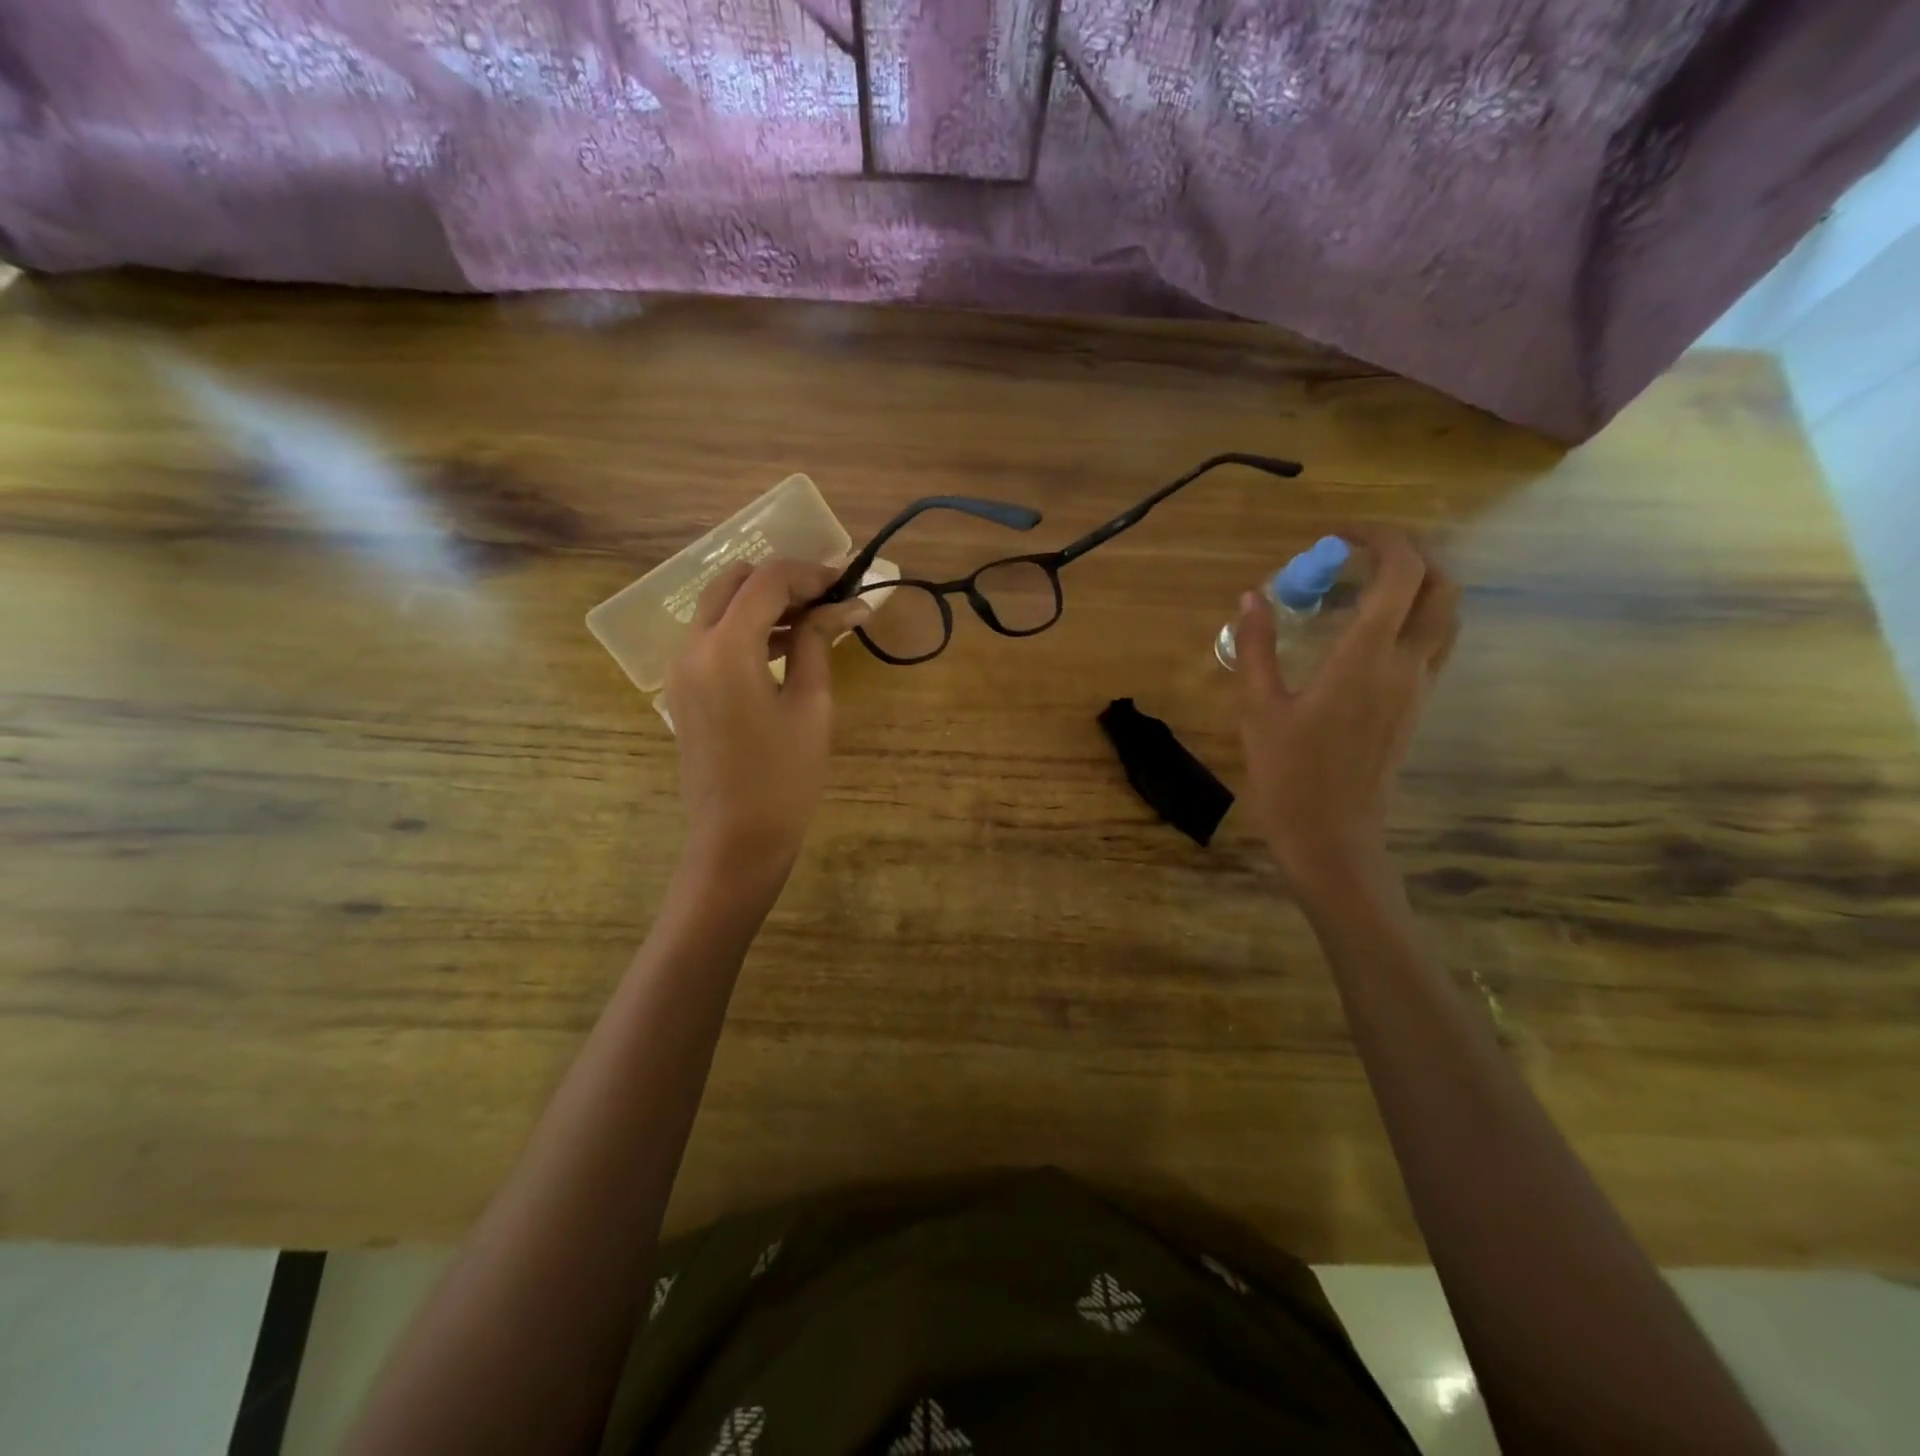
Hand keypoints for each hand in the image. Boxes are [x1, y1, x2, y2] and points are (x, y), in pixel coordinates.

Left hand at [664, 559, 868, 883]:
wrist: (736, 839)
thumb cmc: (784, 778)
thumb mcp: (811, 705)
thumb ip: (819, 643)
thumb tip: (847, 605)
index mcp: (726, 649)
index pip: (767, 581)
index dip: (810, 573)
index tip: (847, 582)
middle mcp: (692, 647)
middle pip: (734, 583)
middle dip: (782, 581)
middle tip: (827, 600)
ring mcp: (680, 668)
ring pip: (718, 607)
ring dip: (764, 603)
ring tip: (814, 622)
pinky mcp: (683, 689)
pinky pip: (711, 638)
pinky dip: (746, 629)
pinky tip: (785, 648)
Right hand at [1235, 527, 1458, 899]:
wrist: (1332, 835)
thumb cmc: (1288, 773)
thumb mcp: (1258, 707)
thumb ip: (1256, 646)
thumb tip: (1250, 597)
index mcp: (1366, 657)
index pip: (1400, 573)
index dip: (1379, 539)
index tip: (1338, 536)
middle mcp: (1406, 663)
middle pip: (1441, 585)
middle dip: (1407, 555)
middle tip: (1357, 555)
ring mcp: (1419, 686)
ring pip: (1446, 614)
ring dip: (1417, 586)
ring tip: (1363, 588)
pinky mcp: (1417, 706)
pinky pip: (1433, 643)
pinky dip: (1412, 618)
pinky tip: (1365, 633)